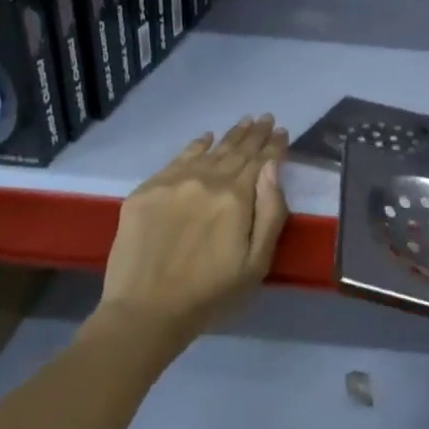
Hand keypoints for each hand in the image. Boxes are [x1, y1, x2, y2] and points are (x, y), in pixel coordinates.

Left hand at [101, 115, 288, 343]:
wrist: (146, 310)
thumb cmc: (211, 292)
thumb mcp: (257, 261)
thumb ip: (271, 211)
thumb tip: (274, 168)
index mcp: (236, 198)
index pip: (261, 162)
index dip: (274, 146)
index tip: (282, 131)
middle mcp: (205, 180)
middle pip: (235, 151)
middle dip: (254, 134)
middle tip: (265, 118)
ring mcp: (172, 183)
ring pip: (208, 152)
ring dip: (229, 136)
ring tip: (243, 122)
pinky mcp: (146, 192)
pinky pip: (176, 159)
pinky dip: (195, 146)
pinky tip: (205, 138)